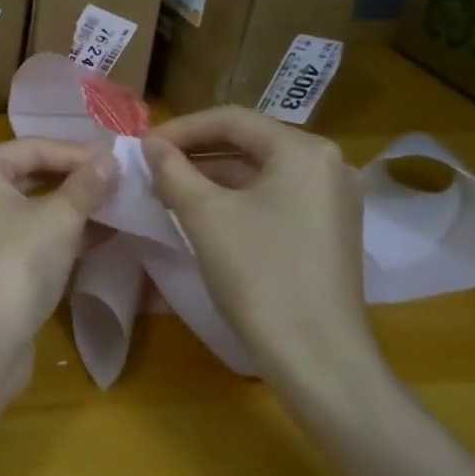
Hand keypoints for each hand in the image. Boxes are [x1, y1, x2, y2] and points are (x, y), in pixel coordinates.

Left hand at [0, 138, 118, 380]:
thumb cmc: (16, 264)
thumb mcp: (59, 219)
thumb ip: (86, 186)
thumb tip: (110, 159)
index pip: (33, 147)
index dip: (77, 152)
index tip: (118, 161)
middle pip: (32, 175)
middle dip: (77, 179)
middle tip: (121, 181)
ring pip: (35, 208)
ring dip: (75, 208)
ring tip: (119, 206)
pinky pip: (34, 237)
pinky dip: (64, 235)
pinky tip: (103, 237)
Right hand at [142, 107, 386, 407]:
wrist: (316, 356)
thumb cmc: (259, 273)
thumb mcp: (204, 214)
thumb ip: (172, 169)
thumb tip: (151, 144)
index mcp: (303, 150)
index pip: (231, 119)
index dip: (181, 128)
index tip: (142, 146)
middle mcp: (327, 164)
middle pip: (248, 142)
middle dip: (195, 151)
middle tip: (152, 166)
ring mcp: (332, 199)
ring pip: (259, 171)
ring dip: (211, 175)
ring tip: (167, 188)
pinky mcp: (328, 229)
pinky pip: (273, 196)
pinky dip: (235, 197)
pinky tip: (201, 212)